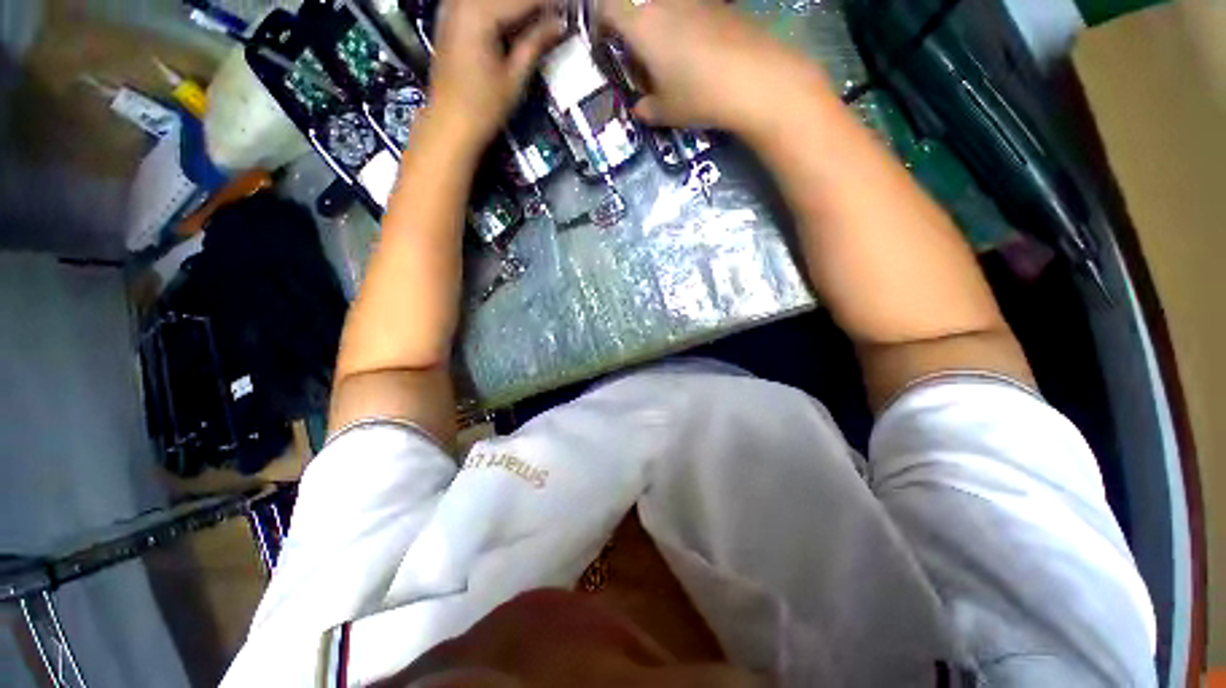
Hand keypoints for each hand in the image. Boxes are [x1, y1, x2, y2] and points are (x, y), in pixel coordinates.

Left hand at [428, 0, 564, 148]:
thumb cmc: (483, 108)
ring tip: (543, 21)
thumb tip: (559, 24)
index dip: (550, 4)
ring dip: (520, 8)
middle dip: (534, 5)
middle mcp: (461, 1)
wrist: (450, 124)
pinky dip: (502, 11)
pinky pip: (481, 5)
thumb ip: (536, 43)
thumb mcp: (515, 77)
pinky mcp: (451, 18)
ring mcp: (452, 8)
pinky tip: (519, 23)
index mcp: (477, 13)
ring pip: (495, 0)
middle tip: (558, 16)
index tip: (570, 8)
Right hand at [599, 0, 827, 135]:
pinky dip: (685, 27)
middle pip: (638, 7)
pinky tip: (698, 54)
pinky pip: (691, 11)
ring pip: (665, 9)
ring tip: (670, 60)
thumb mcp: (666, 112)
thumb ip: (646, 109)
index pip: (608, 8)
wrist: (755, 78)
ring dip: (660, 28)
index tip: (604, 42)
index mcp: (642, 25)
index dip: (600, 22)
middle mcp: (664, 2)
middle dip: (633, 30)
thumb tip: (639, 108)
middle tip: (640, 60)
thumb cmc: (698, 95)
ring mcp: (694, 0)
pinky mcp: (719, 5)